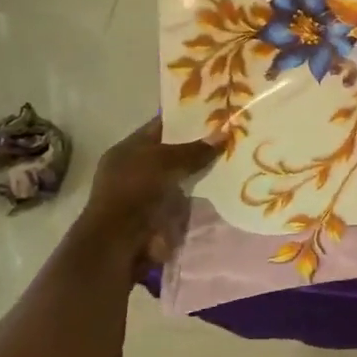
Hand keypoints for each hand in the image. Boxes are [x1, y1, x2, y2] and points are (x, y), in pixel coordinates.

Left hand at [77, 118, 219, 271]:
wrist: (121, 242)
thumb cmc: (135, 191)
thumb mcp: (164, 161)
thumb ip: (194, 149)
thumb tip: (224, 133)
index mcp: (128, 149)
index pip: (160, 127)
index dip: (186, 119)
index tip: (215, 114)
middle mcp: (136, 168)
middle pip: (173, 152)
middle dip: (199, 147)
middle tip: (232, 137)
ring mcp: (148, 193)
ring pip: (183, 175)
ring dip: (204, 172)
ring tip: (235, 159)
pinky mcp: (161, 215)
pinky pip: (187, 197)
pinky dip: (202, 194)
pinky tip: (226, 186)